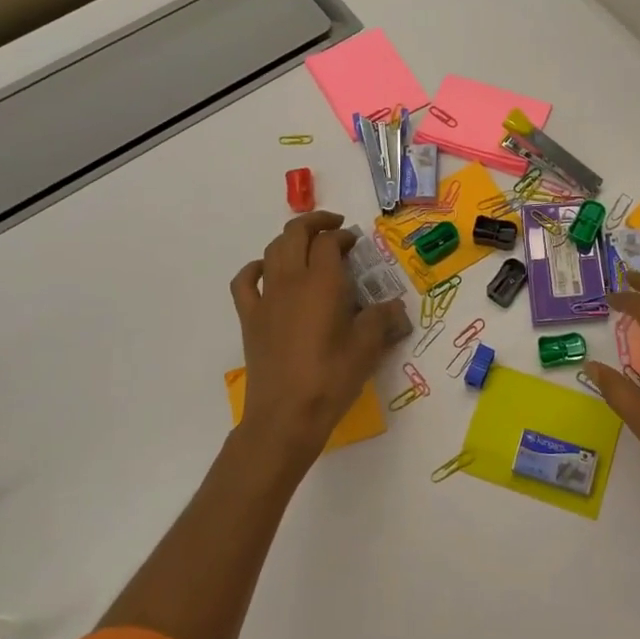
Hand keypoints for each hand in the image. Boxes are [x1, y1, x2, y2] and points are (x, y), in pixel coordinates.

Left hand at [230, 211, 409, 473]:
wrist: (286, 415)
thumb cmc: (331, 378)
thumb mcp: (368, 347)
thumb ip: (382, 319)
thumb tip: (394, 307)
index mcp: (323, 283)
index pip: (329, 242)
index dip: (343, 236)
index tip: (355, 243)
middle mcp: (291, 281)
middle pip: (296, 234)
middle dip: (316, 223)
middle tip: (335, 229)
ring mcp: (266, 298)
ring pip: (272, 251)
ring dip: (290, 240)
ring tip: (308, 246)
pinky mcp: (250, 318)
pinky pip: (245, 281)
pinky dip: (256, 267)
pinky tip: (267, 271)